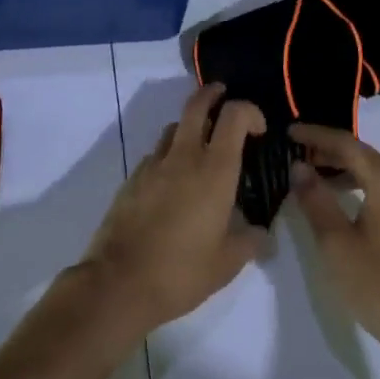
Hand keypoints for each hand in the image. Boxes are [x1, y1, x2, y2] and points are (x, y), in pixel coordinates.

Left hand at [83, 84, 268, 334]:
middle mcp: (183, 157)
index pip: (234, 116)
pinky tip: (173, 184)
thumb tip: (260, 232)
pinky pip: (155, 155)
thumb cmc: (181, 271)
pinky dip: (169, 156)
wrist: (118, 283)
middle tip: (224, 97)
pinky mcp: (131, 180)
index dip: (250, 112)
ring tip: (200, 148)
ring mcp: (152, 166)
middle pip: (196, 105)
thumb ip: (249, 241)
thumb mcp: (228, 263)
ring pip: (173, 128)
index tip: (258, 130)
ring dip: (190, 127)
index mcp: (214, 170)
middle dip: (213, 94)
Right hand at [288, 124, 379, 361]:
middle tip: (295, 153)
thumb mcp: (335, 242)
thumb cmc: (378, 283)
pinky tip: (340, 202)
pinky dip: (357, 186)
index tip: (288, 132)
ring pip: (373, 172)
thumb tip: (299, 167)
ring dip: (342, 169)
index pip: (346, 144)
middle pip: (362, 154)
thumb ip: (315, 199)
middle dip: (328, 150)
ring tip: (311, 177)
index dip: (316, 135)